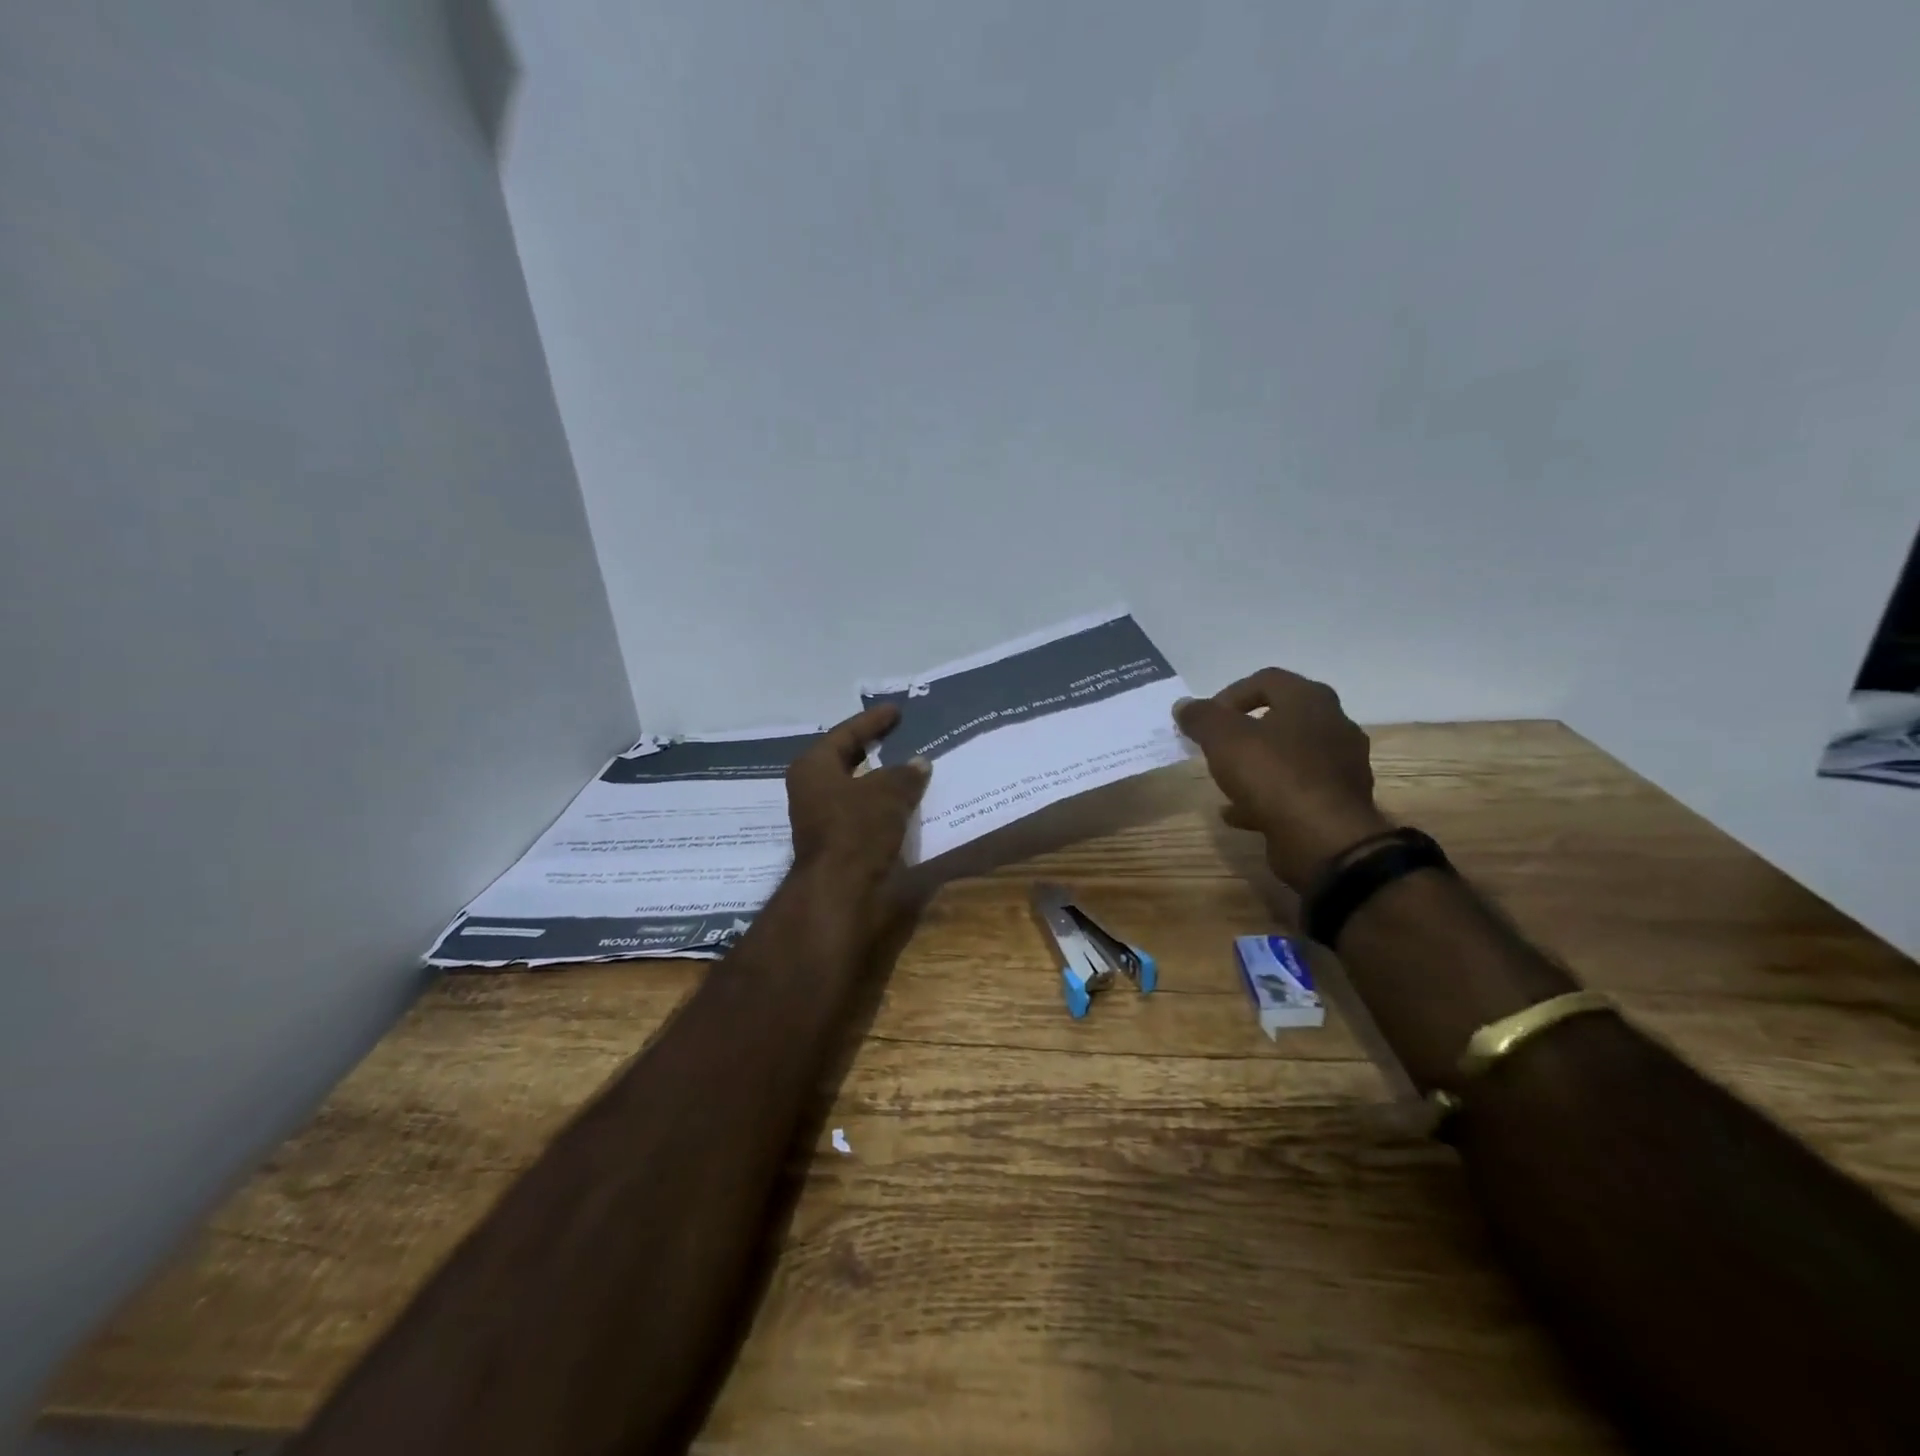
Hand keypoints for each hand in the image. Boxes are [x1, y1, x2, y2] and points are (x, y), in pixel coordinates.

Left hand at [786, 704, 930, 887]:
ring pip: (856, 790)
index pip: (846, 733)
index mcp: (814, 767)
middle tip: (900, 737)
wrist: (841, 891)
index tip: (896, 711)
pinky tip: (907, 803)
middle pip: (846, 761)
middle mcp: (812, 790)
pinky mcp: (838, 844)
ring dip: (881, 781)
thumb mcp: (888, 792)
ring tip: (910, 768)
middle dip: (874, 750)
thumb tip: (919, 764)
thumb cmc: (857, 829)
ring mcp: (822, 819)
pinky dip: (884, 806)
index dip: (873, 721)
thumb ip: (905, 774)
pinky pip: (864, 814)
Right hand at [1174, 669, 1390, 887]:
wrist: (1323, 839)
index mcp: (1310, 700)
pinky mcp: (1338, 801)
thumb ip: (1201, 717)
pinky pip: (1296, 790)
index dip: (1229, 695)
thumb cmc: (1273, 774)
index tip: (1206, 721)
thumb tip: (1184, 705)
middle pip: (1279, 718)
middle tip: (1216, 748)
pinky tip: (1239, 813)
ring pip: (1288, 756)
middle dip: (1243, 732)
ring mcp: (1341, 765)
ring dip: (1256, 765)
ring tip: (1225, 782)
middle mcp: (1333, 725)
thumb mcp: (1223, 738)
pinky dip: (1267, 797)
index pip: (1266, 680)